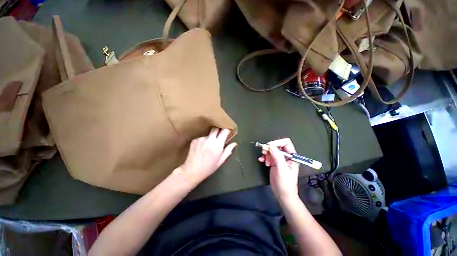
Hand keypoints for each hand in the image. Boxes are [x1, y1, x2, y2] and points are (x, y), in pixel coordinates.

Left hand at [177, 128, 236, 185]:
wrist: (191, 171)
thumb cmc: (208, 168)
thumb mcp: (221, 161)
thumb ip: (228, 151)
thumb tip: (234, 143)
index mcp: (217, 145)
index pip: (224, 131)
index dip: (226, 130)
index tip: (227, 132)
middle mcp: (209, 140)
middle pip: (215, 128)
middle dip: (218, 130)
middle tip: (219, 136)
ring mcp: (201, 139)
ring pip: (208, 133)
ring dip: (210, 137)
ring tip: (208, 146)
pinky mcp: (194, 140)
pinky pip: (202, 137)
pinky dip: (204, 141)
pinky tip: (202, 148)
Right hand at [258, 138, 298, 200]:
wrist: (283, 195)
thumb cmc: (285, 183)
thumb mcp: (282, 169)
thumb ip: (277, 157)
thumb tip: (271, 145)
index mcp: (291, 156)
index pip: (286, 143)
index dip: (277, 142)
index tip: (269, 146)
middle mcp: (286, 156)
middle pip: (277, 146)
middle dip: (270, 148)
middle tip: (264, 152)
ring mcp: (279, 160)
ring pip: (272, 150)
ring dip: (266, 153)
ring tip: (264, 160)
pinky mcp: (274, 163)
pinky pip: (268, 156)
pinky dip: (264, 157)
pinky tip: (262, 161)